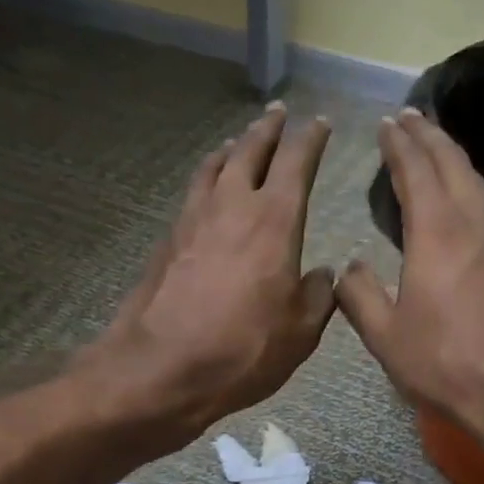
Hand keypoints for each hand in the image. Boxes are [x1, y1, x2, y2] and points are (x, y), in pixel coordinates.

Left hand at [81, 104, 336, 441]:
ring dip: (231, 150)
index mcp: (274, 220)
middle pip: (249, 151)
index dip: (310, 139)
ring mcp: (193, 220)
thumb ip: (318, 296)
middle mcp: (231, 206)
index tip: (318, 123)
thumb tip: (322, 274)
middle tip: (277, 114)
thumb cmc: (243, 350)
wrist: (161, 369)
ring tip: (239, 143)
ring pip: (214, 167)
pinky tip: (207, 192)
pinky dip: (207, 180)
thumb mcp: (301, 332)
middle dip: (267, 130)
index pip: (296, 162)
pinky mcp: (167, 241)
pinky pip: (193, 194)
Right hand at [337, 109, 483, 437]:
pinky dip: (467, 184)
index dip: (399, 145)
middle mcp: (471, 224)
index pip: (416, 171)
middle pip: (452, 163)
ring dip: (452, 155)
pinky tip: (460, 196)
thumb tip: (348, 268)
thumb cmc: (445, 364)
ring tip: (434, 143)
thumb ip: (360, 296)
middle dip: (429, 135)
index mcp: (436, 233)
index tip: (386, 124)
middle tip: (409, 116)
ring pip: (475, 180)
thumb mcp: (386, 336)